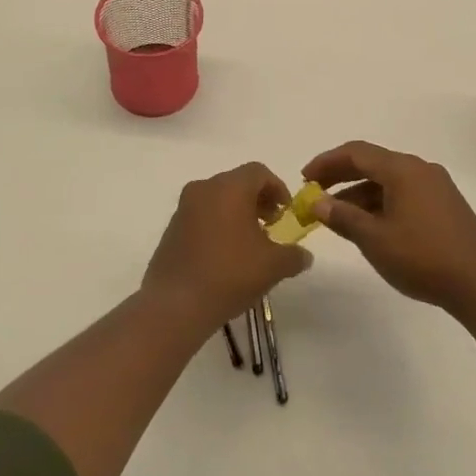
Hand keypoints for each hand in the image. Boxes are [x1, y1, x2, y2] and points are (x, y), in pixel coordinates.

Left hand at [143, 162, 312, 327]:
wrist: (176, 304)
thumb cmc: (230, 274)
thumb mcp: (273, 266)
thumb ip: (294, 255)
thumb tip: (304, 255)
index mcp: (229, 187)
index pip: (259, 172)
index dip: (278, 188)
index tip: (286, 213)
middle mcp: (204, 188)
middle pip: (237, 182)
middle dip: (258, 200)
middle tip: (271, 226)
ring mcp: (183, 207)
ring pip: (218, 198)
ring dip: (237, 212)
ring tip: (250, 243)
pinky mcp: (171, 228)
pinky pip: (201, 215)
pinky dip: (217, 224)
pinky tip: (225, 254)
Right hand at [303, 141, 475, 313]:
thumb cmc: (423, 257)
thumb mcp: (374, 239)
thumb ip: (342, 216)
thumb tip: (316, 202)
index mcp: (402, 169)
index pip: (356, 153)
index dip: (326, 162)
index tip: (304, 179)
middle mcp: (420, 169)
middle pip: (372, 163)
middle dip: (340, 176)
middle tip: (315, 194)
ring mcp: (435, 187)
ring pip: (388, 180)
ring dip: (359, 193)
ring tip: (337, 216)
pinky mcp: (444, 205)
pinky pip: (403, 193)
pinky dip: (380, 203)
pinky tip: (369, 226)